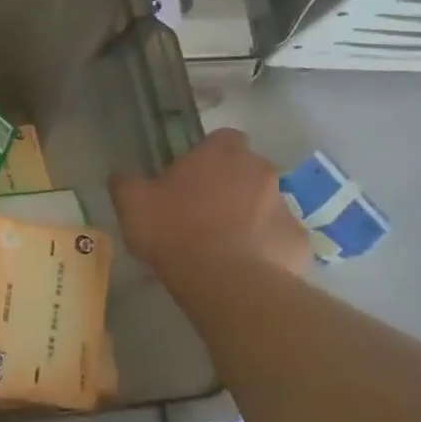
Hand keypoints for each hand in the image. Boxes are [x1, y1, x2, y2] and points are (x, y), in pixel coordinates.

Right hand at [111, 129, 311, 279]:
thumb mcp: (132, 204)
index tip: (187, 180)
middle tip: (202, 215)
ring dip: (249, 218)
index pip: (220, 140)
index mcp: (222, 152)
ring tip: (222, 248)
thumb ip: (126, 183)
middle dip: (229, 187)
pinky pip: (279, 239)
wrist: (226, 281)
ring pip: (265, 204)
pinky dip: (266, 249)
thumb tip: (121, 176)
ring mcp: (285, 205)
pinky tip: (244, 269)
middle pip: (246, 170)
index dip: (205, 158)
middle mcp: (260, 169)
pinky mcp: (299, 241)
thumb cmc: (175, 231)